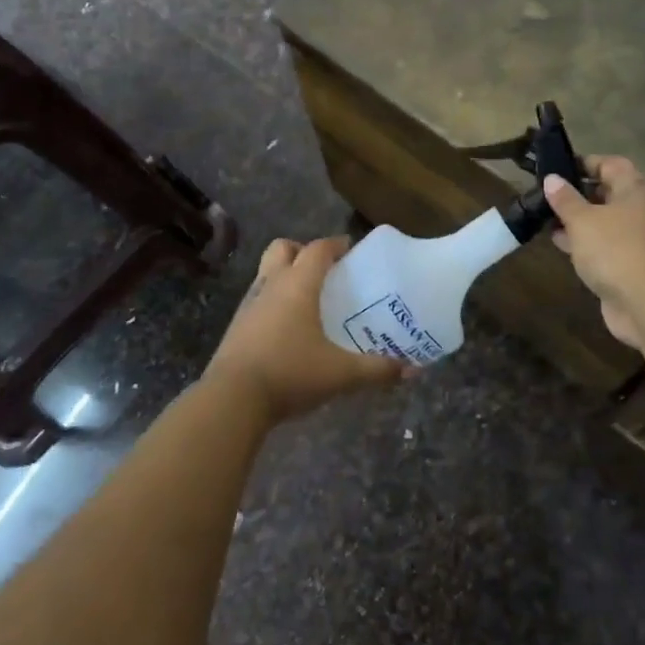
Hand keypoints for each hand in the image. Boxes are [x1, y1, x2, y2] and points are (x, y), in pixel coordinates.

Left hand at [206, 237, 406, 421]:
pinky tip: (286, 329)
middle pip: (283, 248)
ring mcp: (249, 305)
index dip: (336, 244)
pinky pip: (257, 300)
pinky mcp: (235, 327)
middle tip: (324, 270)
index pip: (318, 249)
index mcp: (298, 285)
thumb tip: (413, 370)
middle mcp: (271, 285)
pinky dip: (272, 302)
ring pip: (266, 273)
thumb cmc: (290, 373)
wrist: (231, 400)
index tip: (351, 249)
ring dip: (284, 275)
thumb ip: (377, 370)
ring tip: (307, 299)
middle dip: (302, 251)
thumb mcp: (341, 374)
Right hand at [544, 156, 644, 348]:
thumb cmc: (616, 250)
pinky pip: (602, 247)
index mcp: (634, 190)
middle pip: (607, 193)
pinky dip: (582, 244)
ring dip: (577, 221)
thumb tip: (552, 179)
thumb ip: (565, 200)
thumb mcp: (583, 220)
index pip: (610, 164)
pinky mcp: (627, 266)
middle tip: (546, 195)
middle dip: (577, 194)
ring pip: (602, 223)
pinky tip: (559, 245)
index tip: (557, 168)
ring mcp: (634, 240)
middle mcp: (638, 211)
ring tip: (545, 219)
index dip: (585, 163)